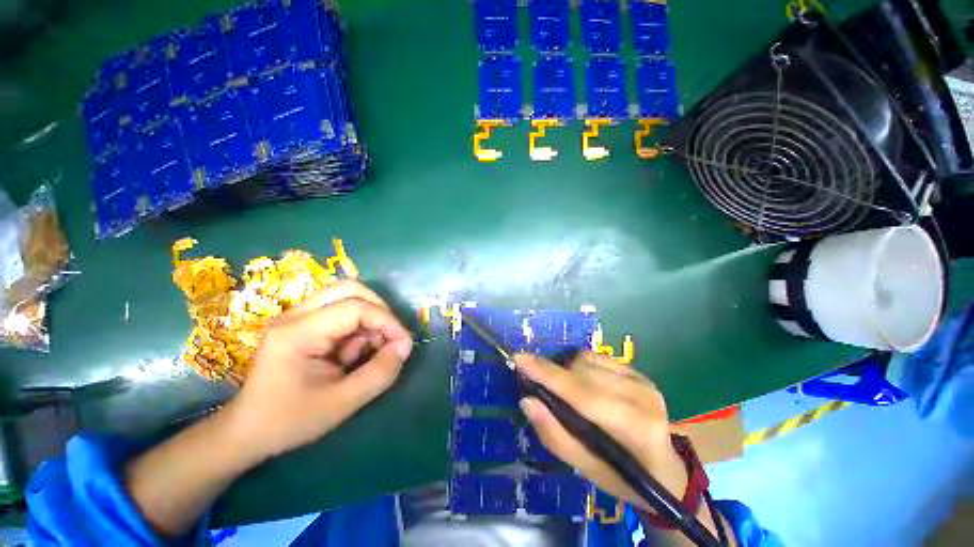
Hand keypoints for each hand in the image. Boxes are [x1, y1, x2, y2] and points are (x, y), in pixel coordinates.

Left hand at [223, 280, 412, 462]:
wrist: (247, 432)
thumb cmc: (290, 421)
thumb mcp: (342, 403)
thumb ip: (380, 373)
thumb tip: (405, 346)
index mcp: (298, 332)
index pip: (355, 308)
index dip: (387, 321)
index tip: (403, 344)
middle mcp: (296, 314)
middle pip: (350, 289)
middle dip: (379, 310)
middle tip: (390, 336)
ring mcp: (297, 316)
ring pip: (348, 296)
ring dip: (369, 319)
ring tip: (368, 349)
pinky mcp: (303, 323)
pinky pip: (341, 310)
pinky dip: (359, 326)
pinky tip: (353, 351)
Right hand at [516, 351, 687, 511]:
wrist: (667, 471)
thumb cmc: (624, 478)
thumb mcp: (586, 470)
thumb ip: (555, 435)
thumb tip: (527, 400)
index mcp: (634, 429)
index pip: (581, 393)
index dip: (546, 373)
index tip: (518, 358)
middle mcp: (642, 397)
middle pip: (582, 371)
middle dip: (553, 373)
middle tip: (535, 382)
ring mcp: (644, 381)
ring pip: (587, 359)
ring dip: (567, 369)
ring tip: (563, 389)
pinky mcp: (641, 373)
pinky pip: (597, 357)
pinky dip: (580, 365)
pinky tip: (582, 383)